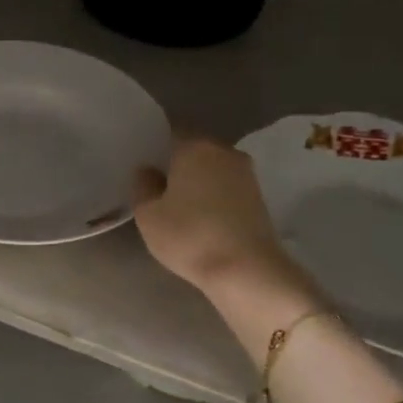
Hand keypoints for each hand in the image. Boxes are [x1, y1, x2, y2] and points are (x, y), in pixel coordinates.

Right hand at [134, 137, 302, 301]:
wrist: (247, 269)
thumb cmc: (190, 236)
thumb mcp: (149, 215)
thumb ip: (143, 186)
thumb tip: (148, 170)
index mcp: (195, 147)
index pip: (171, 133)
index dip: (156, 147)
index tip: (144, 165)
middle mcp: (224, 151)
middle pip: (195, 150)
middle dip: (178, 164)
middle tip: (158, 185)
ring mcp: (246, 174)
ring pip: (213, 169)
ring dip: (198, 181)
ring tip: (179, 203)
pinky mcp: (259, 197)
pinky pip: (227, 188)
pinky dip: (214, 196)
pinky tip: (201, 215)